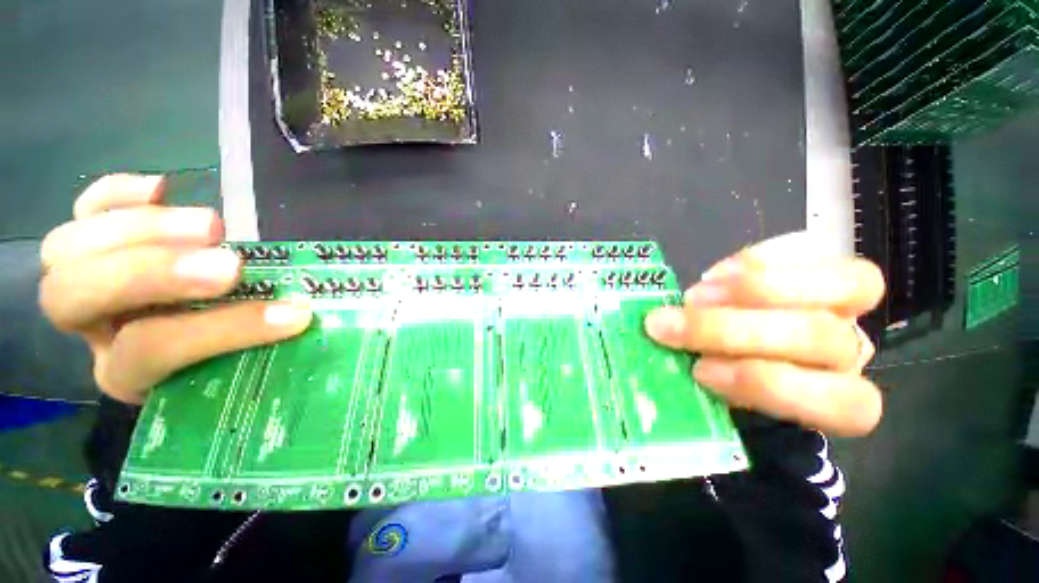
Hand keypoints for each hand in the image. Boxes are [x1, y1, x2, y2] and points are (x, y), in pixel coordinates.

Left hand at [38, 174, 312, 404]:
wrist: (201, 343)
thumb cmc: (230, 360)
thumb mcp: (246, 370)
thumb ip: (270, 353)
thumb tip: (321, 324)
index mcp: (127, 372)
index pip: (150, 351)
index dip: (219, 330)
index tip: (293, 314)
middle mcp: (92, 331)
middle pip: (75, 298)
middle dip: (150, 275)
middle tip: (230, 264)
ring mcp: (87, 283)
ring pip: (65, 250)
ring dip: (139, 229)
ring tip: (213, 225)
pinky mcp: (94, 245)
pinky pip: (80, 209)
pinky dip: (115, 193)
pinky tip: (162, 188)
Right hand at [644, 232, 884, 436]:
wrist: (736, 341)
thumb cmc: (724, 375)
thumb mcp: (718, 391)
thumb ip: (706, 379)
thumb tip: (666, 354)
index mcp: (838, 402)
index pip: (843, 403)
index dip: (768, 385)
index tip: (699, 370)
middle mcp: (848, 352)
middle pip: (818, 336)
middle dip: (731, 329)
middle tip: (668, 323)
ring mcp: (845, 305)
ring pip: (843, 287)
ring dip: (750, 288)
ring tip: (692, 295)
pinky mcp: (822, 265)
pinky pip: (813, 249)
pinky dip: (757, 259)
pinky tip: (713, 275)